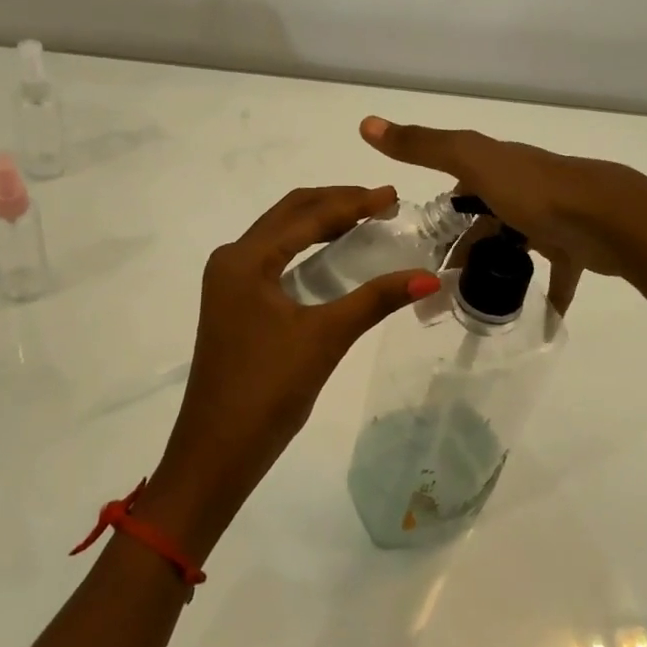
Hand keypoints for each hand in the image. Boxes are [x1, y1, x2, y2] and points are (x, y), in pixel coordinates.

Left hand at [141, 185, 440, 557]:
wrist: (216, 451)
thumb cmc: (268, 389)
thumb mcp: (325, 337)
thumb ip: (376, 300)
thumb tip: (429, 278)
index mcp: (245, 259)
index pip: (307, 215)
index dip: (353, 202)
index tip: (393, 195)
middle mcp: (232, 260)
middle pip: (289, 214)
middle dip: (336, 203)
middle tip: (382, 203)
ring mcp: (229, 282)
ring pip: (280, 235)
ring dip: (320, 223)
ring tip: (365, 220)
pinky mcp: (235, 303)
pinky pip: (275, 259)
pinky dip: (306, 248)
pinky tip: (334, 256)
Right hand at [360, 116, 646, 310]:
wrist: (611, 218)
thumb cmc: (536, 191)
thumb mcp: (472, 161)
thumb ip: (422, 146)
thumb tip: (365, 123)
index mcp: (499, 166)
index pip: (461, 185)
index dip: (442, 214)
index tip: (422, 248)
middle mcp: (525, 187)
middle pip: (486, 219)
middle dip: (464, 248)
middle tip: (440, 287)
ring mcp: (553, 216)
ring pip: (515, 244)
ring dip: (495, 267)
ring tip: (472, 301)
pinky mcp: (576, 247)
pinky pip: (556, 273)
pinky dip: (547, 292)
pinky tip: (537, 315)